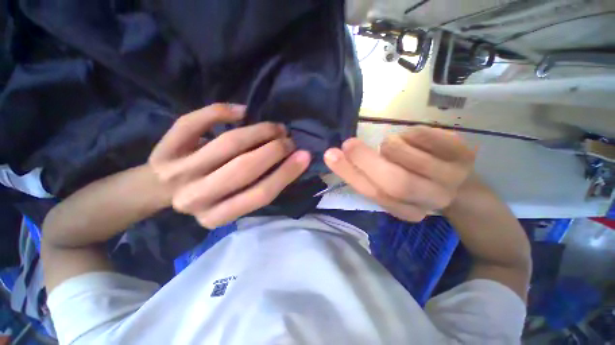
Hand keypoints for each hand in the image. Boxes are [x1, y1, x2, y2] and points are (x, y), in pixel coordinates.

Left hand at [148, 103, 310, 228]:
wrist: (165, 189)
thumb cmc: (211, 196)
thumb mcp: (237, 201)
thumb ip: (261, 186)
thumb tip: (293, 161)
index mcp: (217, 216)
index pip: (260, 194)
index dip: (287, 173)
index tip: (305, 155)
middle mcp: (195, 198)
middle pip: (245, 168)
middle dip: (275, 149)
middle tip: (289, 139)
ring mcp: (176, 173)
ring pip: (227, 144)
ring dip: (259, 131)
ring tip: (275, 127)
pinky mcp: (163, 149)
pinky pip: (194, 122)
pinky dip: (221, 111)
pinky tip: (241, 112)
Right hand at [324, 126, 475, 221]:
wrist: (463, 186)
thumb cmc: (417, 182)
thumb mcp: (391, 187)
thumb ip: (369, 177)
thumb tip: (343, 156)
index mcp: (407, 209)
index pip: (373, 193)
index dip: (349, 173)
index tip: (330, 154)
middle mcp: (431, 198)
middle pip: (394, 181)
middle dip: (363, 159)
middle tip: (348, 144)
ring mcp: (452, 177)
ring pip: (405, 154)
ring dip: (390, 145)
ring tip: (394, 146)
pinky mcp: (464, 154)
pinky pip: (424, 134)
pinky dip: (410, 133)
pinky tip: (416, 140)